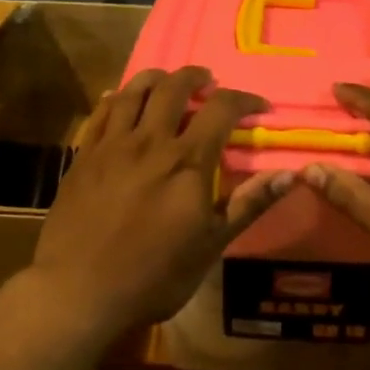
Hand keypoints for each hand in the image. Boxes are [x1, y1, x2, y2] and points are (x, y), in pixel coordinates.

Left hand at [30, 66, 293, 336]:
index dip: (244, 99)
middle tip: (209, 83)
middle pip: (174, 88)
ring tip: (168, 82)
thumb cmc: (154, 276)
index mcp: (187, 161)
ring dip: (157, 78)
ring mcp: (111, 145)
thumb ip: (248, 204)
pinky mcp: (83, 156)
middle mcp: (150, 142)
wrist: (79, 292)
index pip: (222, 109)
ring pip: (134, 91)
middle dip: (197, 78)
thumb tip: (290, 174)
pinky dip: (117, 98)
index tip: (258, 106)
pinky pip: (101, 112)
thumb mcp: (211, 246)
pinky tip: (121, 99)